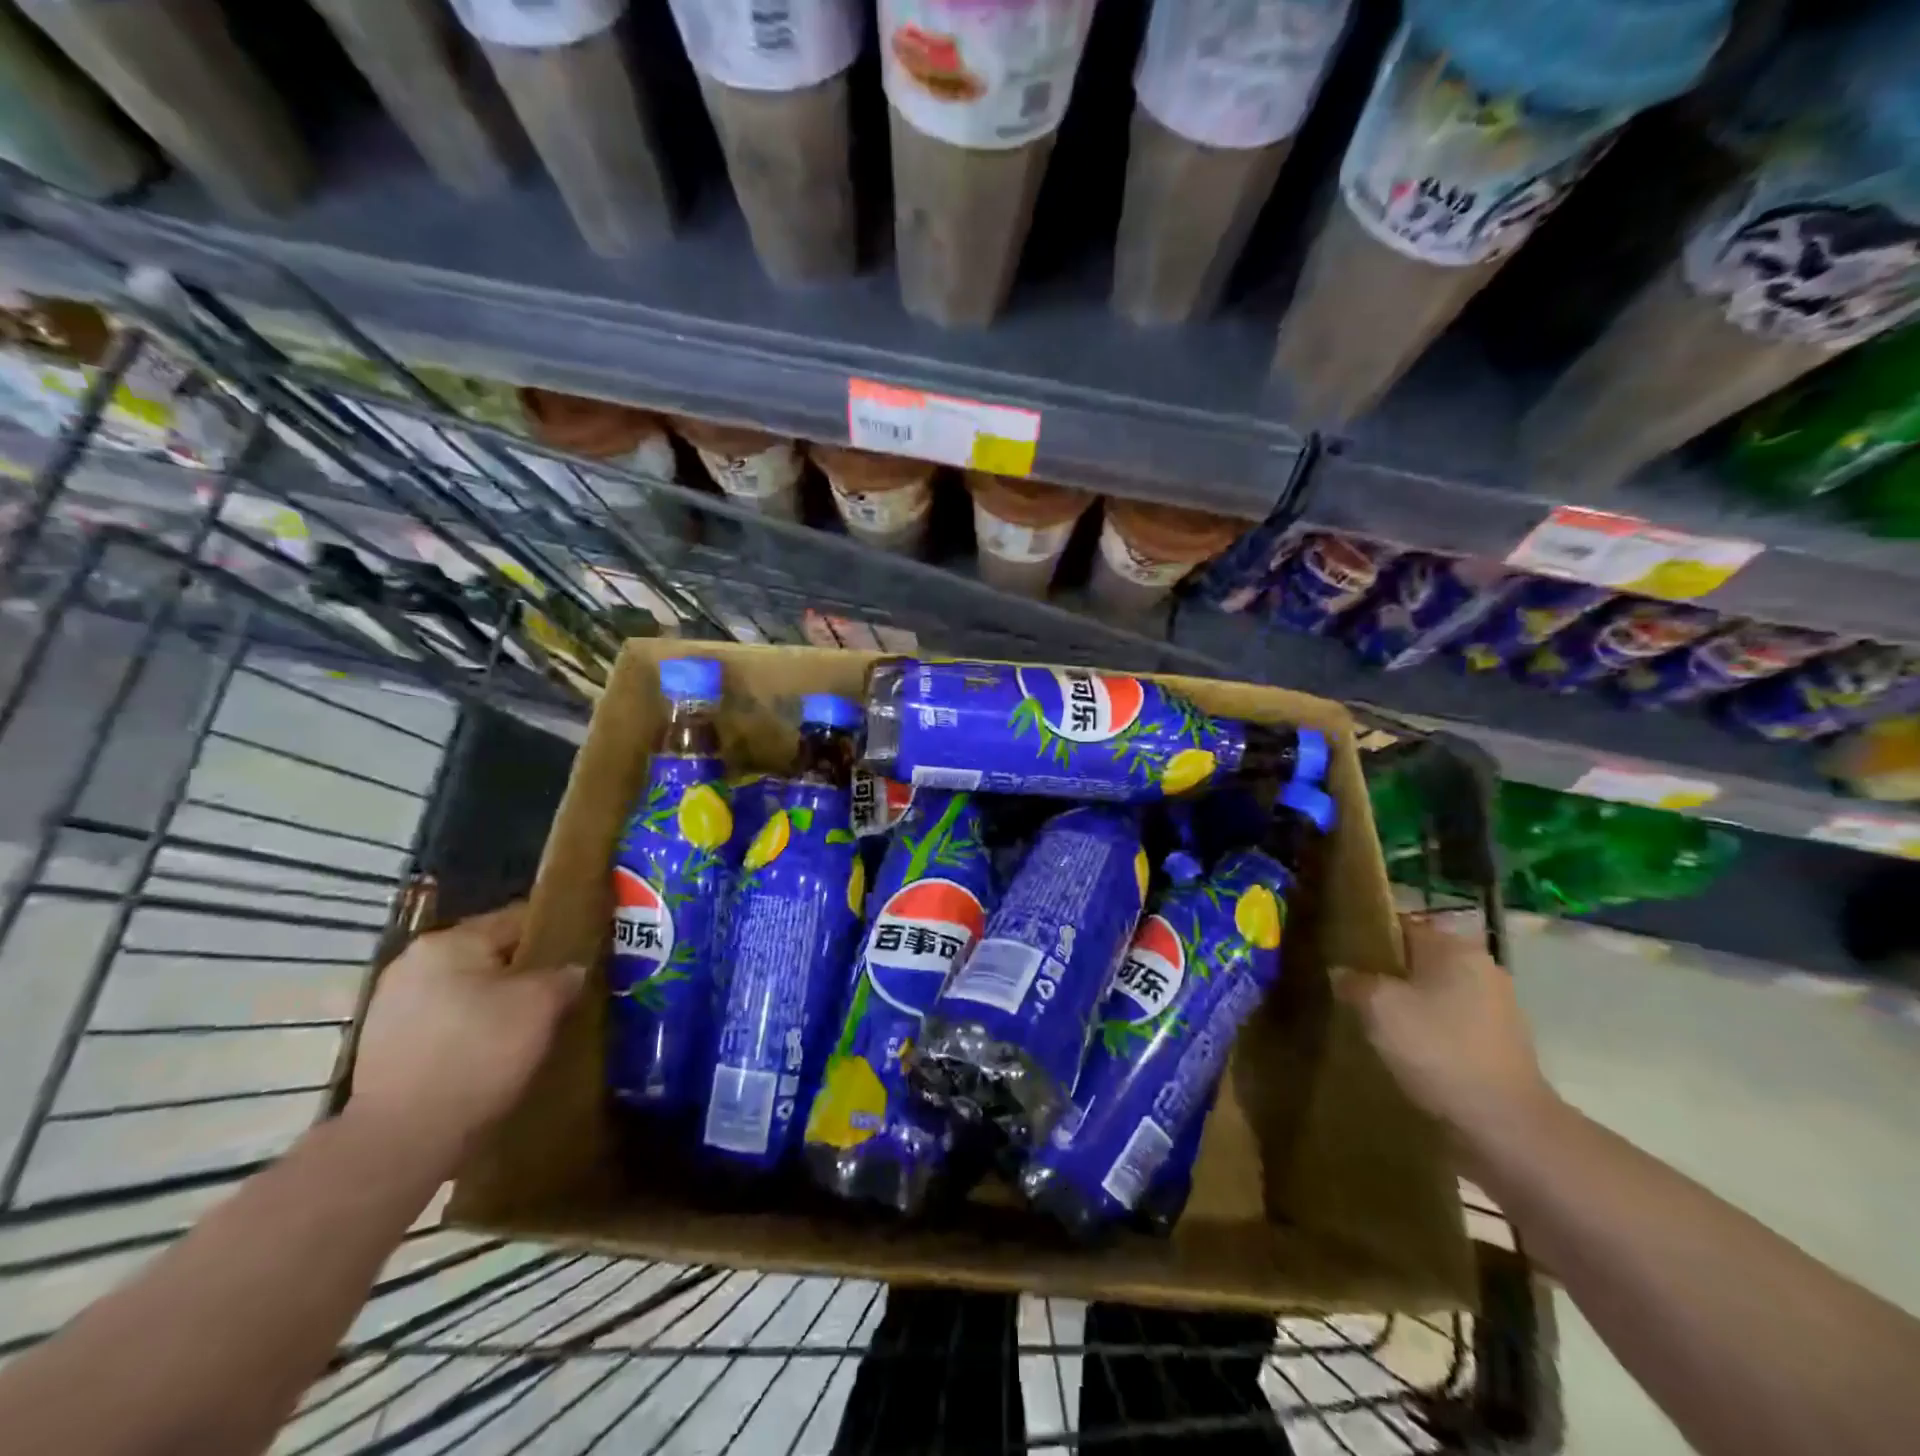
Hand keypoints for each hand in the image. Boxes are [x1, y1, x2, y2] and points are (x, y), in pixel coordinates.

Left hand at [345, 901, 584, 1168]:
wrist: (404, 1139)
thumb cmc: (480, 1054)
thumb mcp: (542, 1005)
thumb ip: (564, 975)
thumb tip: (572, 969)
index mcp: (450, 941)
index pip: (518, 919)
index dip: (556, 933)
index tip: (582, 953)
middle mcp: (413, 961)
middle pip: (488, 955)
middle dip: (523, 972)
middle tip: (559, 993)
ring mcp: (390, 1004)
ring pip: (465, 989)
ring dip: (494, 1001)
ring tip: (528, 1025)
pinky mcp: (382, 1045)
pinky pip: (444, 1021)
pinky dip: (469, 1029)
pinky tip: (491, 1051)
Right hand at [1336, 911, 1554, 1137]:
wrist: (1505, 1126)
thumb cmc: (1438, 1050)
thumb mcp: (1378, 1007)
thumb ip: (1353, 981)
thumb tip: (1342, 973)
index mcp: (1454, 947)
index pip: (1401, 924)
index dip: (1367, 935)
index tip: (1339, 952)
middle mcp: (1481, 968)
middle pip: (1418, 959)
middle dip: (1386, 972)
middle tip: (1349, 988)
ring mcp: (1496, 1008)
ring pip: (1434, 993)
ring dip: (1407, 1004)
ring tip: (1370, 1021)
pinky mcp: (1500, 1044)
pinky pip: (1450, 1023)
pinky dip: (1427, 1030)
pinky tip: (1403, 1049)